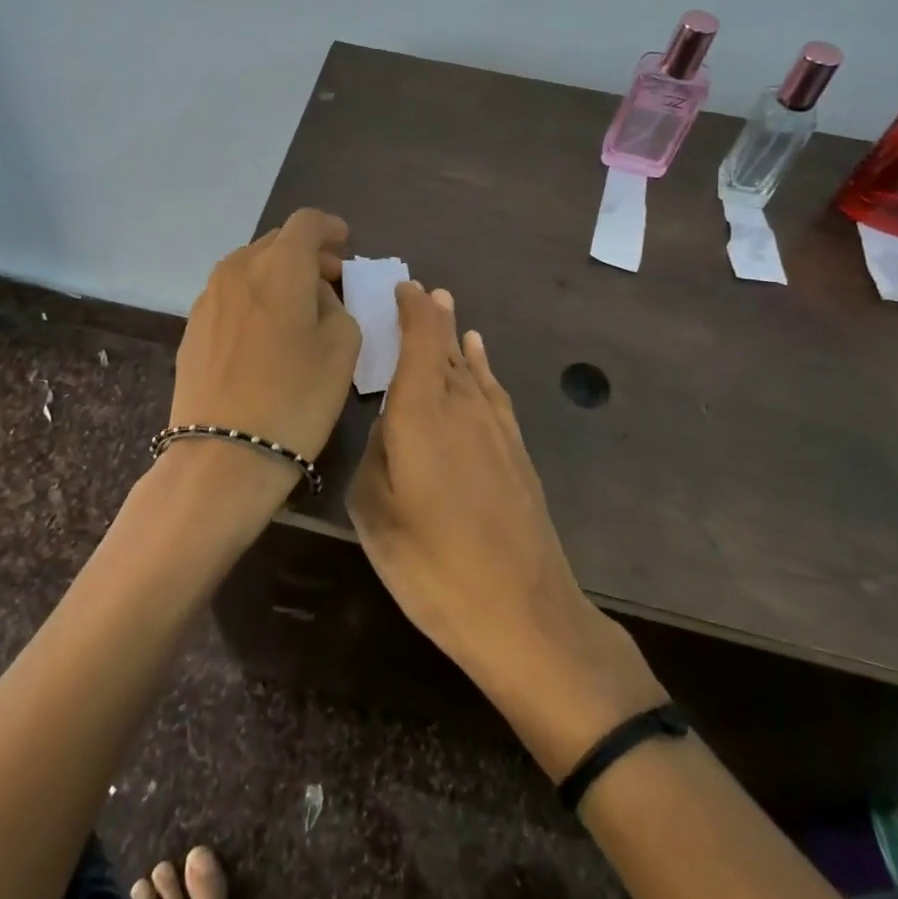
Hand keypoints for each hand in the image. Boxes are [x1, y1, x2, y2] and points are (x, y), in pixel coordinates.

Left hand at [169, 208, 361, 498]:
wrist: (223, 454)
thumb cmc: (296, 396)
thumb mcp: (342, 346)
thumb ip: (335, 305)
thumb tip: (314, 294)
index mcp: (279, 265)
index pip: (307, 222)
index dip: (330, 227)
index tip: (346, 244)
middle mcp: (238, 268)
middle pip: (276, 241)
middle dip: (307, 253)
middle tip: (330, 281)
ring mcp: (209, 296)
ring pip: (250, 267)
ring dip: (278, 275)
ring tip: (298, 307)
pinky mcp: (192, 326)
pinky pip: (231, 294)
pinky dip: (255, 297)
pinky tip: (266, 332)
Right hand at [348, 282, 663, 776]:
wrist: (522, 611)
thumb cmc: (432, 564)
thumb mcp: (375, 512)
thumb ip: (376, 454)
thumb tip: (388, 425)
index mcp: (421, 412)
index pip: (418, 339)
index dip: (410, 309)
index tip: (401, 287)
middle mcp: (461, 404)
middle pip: (445, 346)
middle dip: (432, 316)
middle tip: (420, 290)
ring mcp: (495, 426)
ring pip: (470, 365)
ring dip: (456, 336)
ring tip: (447, 309)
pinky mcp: (516, 450)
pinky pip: (493, 390)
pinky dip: (482, 366)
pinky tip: (478, 357)